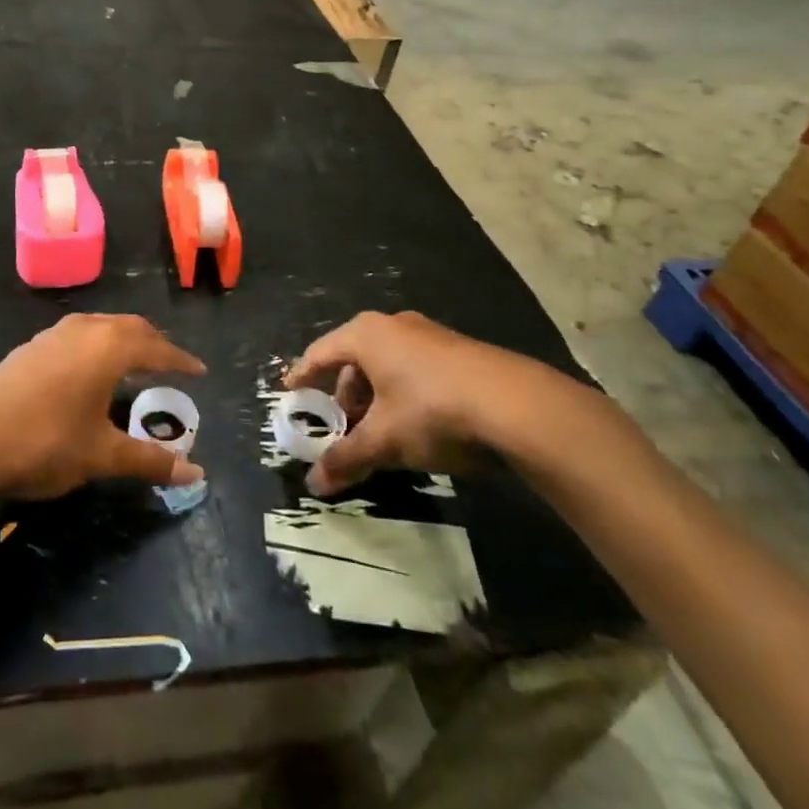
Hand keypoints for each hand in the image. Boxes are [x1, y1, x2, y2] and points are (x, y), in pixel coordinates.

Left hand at [0, 314, 206, 500]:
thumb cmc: (44, 443)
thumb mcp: (101, 456)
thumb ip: (149, 460)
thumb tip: (196, 475)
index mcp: (108, 347)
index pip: (157, 348)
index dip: (181, 361)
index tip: (200, 371)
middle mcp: (83, 330)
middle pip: (130, 327)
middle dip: (154, 344)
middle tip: (171, 364)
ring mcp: (52, 335)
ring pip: (100, 327)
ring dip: (123, 341)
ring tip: (135, 363)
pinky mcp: (29, 348)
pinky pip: (78, 336)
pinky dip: (97, 346)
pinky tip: (89, 371)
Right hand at [286, 311, 574, 495]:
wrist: (518, 406)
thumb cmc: (432, 411)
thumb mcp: (385, 440)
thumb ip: (346, 458)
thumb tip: (313, 483)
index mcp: (366, 334)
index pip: (320, 353)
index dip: (302, 377)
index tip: (290, 393)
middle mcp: (393, 325)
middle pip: (354, 360)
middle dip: (344, 396)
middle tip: (341, 427)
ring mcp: (429, 334)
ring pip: (387, 365)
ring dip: (375, 397)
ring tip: (379, 432)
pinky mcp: (458, 350)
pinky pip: (414, 369)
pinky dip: (402, 393)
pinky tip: (415, 424)